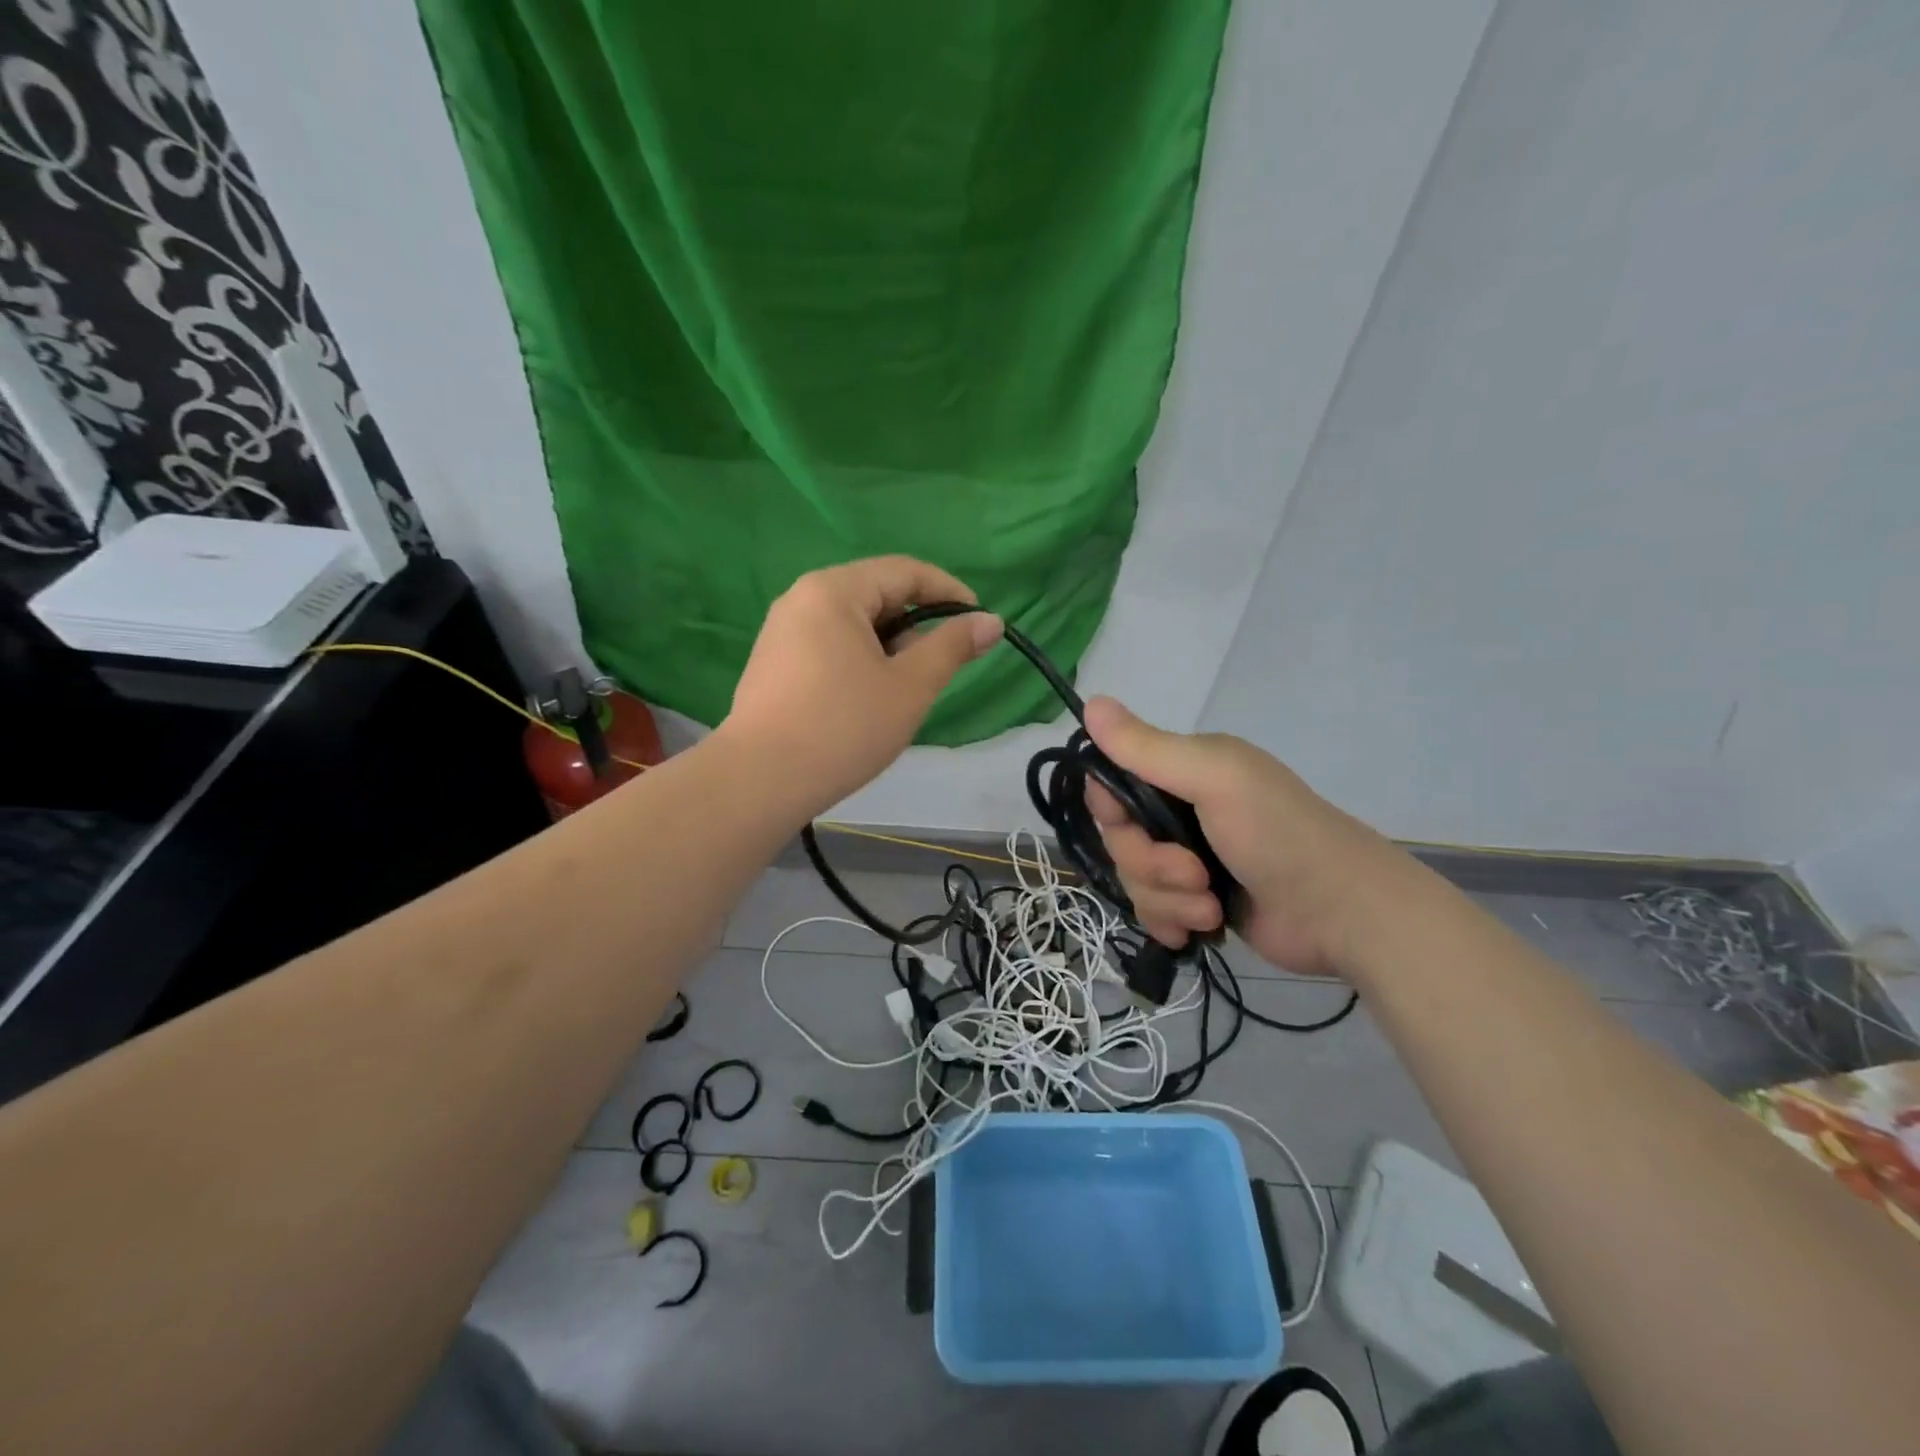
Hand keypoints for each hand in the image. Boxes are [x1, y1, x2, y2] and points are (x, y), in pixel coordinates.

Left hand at [721, 556, 1002, 814]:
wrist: (761, 779)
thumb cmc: (844, 726)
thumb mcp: (910, 686)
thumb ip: (952, 647)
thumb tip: (990, 622)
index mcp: (835, 590)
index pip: (905, 571)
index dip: (948, 591)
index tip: (979, 621)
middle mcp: (802, 598)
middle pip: (876, 594)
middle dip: (916, 624)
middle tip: (940, 665)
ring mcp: (781, 630)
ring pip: (853, 623)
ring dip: (889, 645)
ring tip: (904, 688)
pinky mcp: (772, 662)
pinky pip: (829, 644)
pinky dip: (860, 659)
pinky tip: (866, 698)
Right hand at [1082, 697, 1415, 977]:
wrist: (1342, 913)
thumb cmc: (1279, 834)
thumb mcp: (1214, 778)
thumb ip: (1148, 748)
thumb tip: (1089, 702)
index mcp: (1181, 772)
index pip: (1109, 786)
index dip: (1110, 811)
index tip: (1132, 824)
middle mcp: (1179, 812)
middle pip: (1119, 841)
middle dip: (1150, 865)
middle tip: (1196, 873)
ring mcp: (1188, 861)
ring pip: (1134, 882)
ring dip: (1169, 900)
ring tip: (1211, 907)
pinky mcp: (1197, 904)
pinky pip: (1153, 913)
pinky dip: (1172, 924)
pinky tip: (1201, 931)